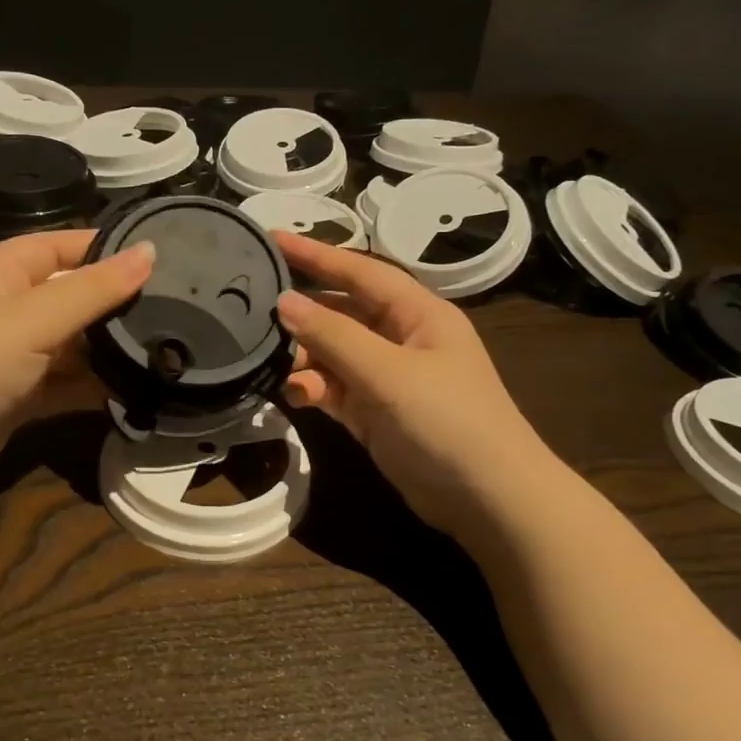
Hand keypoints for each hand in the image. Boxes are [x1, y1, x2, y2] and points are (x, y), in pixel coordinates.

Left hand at [0, 230, 153, 495]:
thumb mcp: (34, 319)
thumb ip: (94, 289)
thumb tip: (150, 252)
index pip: (56, 246)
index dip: (100, 247)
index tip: (153, 255)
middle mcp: (4, 311)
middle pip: (67, 296)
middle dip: (111, 303)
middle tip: (171, 306)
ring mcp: (11, 357)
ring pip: (70, 344)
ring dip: (106, 350)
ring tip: (162, 348)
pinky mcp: (18, 397)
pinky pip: (65, 383)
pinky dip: (92, 386)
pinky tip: (131, 389)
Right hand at [273, 232, 549, 538]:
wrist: (487, 500)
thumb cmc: (447, 421)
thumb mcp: (388, 373)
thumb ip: (333, 336)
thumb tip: (284, 302)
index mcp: (418, 313)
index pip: (360, 272)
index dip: (316, 254)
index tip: (271, 240)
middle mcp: (402, 338)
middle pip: (343, 312)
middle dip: (303, 312)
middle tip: (253, 310)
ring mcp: (388, 377)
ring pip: (334, 352)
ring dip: (304, 356)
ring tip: (273, 362)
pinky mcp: (375, 412)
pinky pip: (335, 388)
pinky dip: (314, 388)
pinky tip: (296, 394)